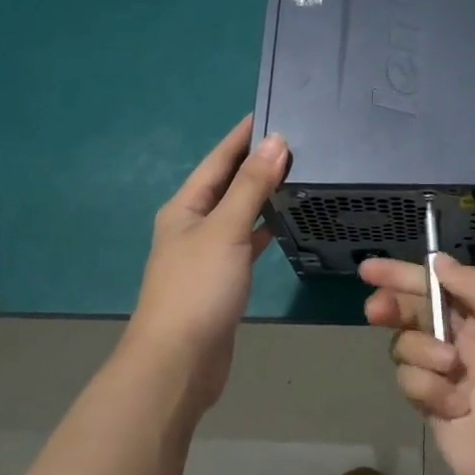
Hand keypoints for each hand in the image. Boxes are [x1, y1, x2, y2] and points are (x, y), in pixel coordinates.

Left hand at [125, 116, 289, 410]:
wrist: (179, 361)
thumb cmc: (197, 288)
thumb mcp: (226, 229)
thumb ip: (251, 186)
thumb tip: (276, 142)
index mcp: (184, 208)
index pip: (217, 160)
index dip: (242, 137)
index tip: (271, 113)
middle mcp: (192, 226)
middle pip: (227, 185)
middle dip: (256, 164)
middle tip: (296, 143)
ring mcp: (205, 256)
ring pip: (237, 215)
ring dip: (261, 196)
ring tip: (296, 176)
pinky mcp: (221, 282)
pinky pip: (244, 244)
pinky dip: (262, 231)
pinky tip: (283, 226)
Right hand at [361, 255, 474, 474]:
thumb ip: (471, 282)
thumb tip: (437, 261)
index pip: (439, 284)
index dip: (403, 275)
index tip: (368, 270)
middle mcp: (468, 341)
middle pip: (415, 313)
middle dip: (393, 307)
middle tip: (377, 310)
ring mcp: (450, 377)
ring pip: (407, 347)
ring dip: (421, 352)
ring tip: (450, 369)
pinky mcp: (435, 410)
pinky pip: (411, 383)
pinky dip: (427, 389)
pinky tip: (453, 407)